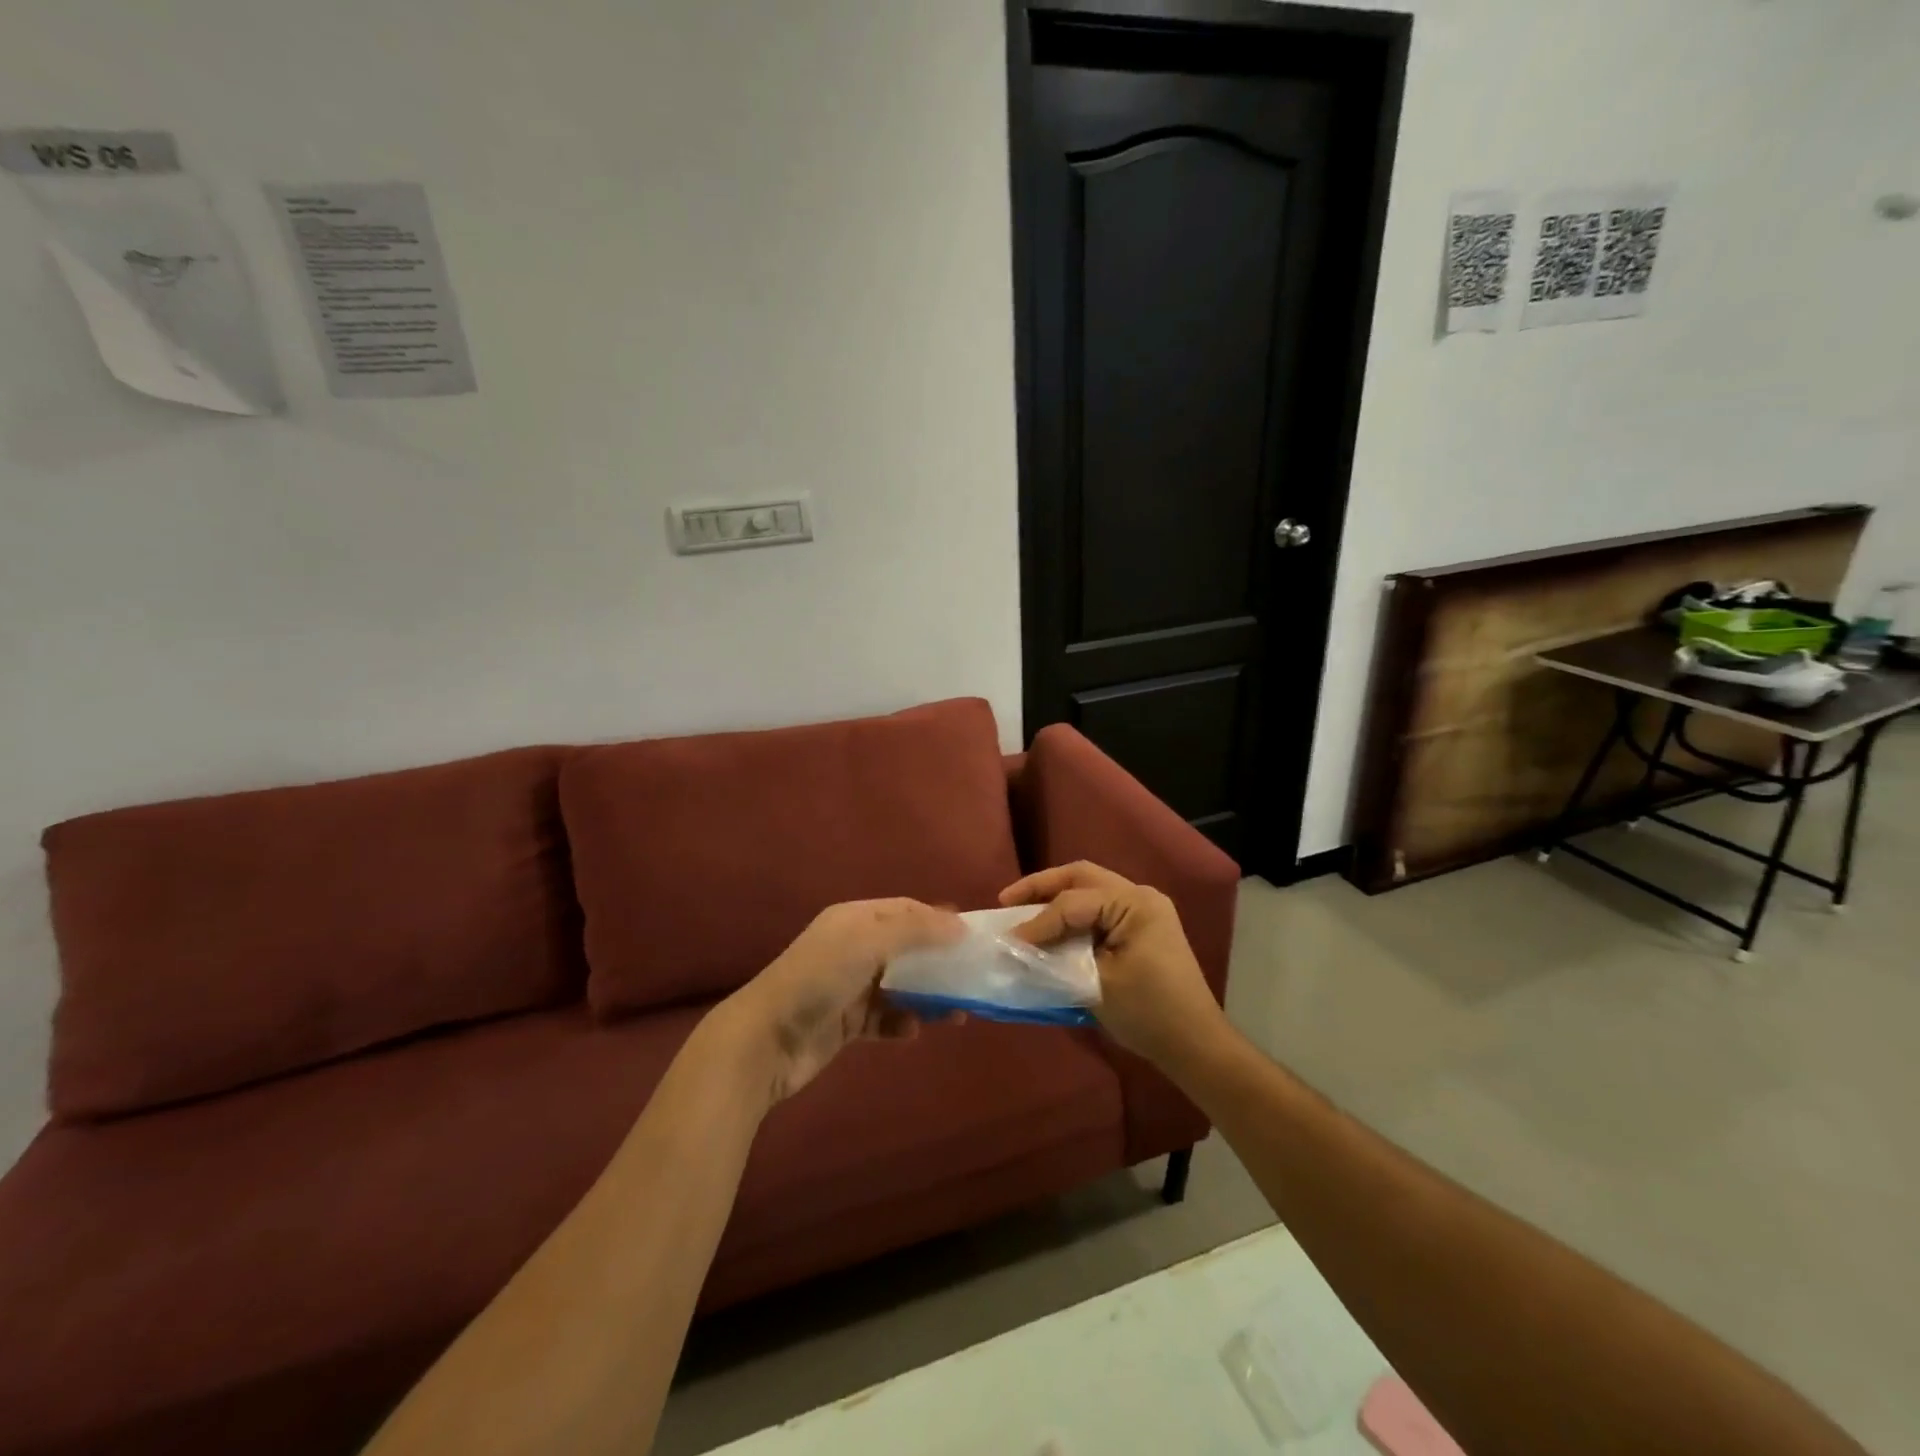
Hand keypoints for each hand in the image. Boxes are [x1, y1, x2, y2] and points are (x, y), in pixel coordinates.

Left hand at [724, 899, 962, 1103]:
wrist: (767, 1040)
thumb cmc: (820, 978)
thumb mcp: (869, 942)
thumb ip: (916, 930)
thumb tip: (960, 924)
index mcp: (854, 919)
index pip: (904, 910)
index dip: (938, 919)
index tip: (972, 937)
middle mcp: (852, 947)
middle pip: (906, 948)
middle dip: (938, 961)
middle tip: (972, 976)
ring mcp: (849, 987)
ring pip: (900, 986)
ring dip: (928, 996)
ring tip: (957, 1012)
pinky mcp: (846, 1023)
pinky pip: (884, 1019)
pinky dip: (902, 1023)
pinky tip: (913, 1030)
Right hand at [1001, 862, 1226, 1066]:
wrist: (1195, 1045)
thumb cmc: (1148, 1013)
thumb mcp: (1096, 984)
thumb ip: (1056, 958)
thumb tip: (1018, 947)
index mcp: (1135, 904)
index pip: (1074, 903)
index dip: (1038, 921)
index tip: (1009, 940)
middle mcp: (1140, 896)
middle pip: (1082, 877)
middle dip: (1042, 886)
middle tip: (1006, 900)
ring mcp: (1143, 910)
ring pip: (1089, 889)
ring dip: (1055, 897)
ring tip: (1021, 909)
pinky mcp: (1140, 928)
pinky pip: (1099, 909)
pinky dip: (1072, 914)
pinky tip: (1051, 927)